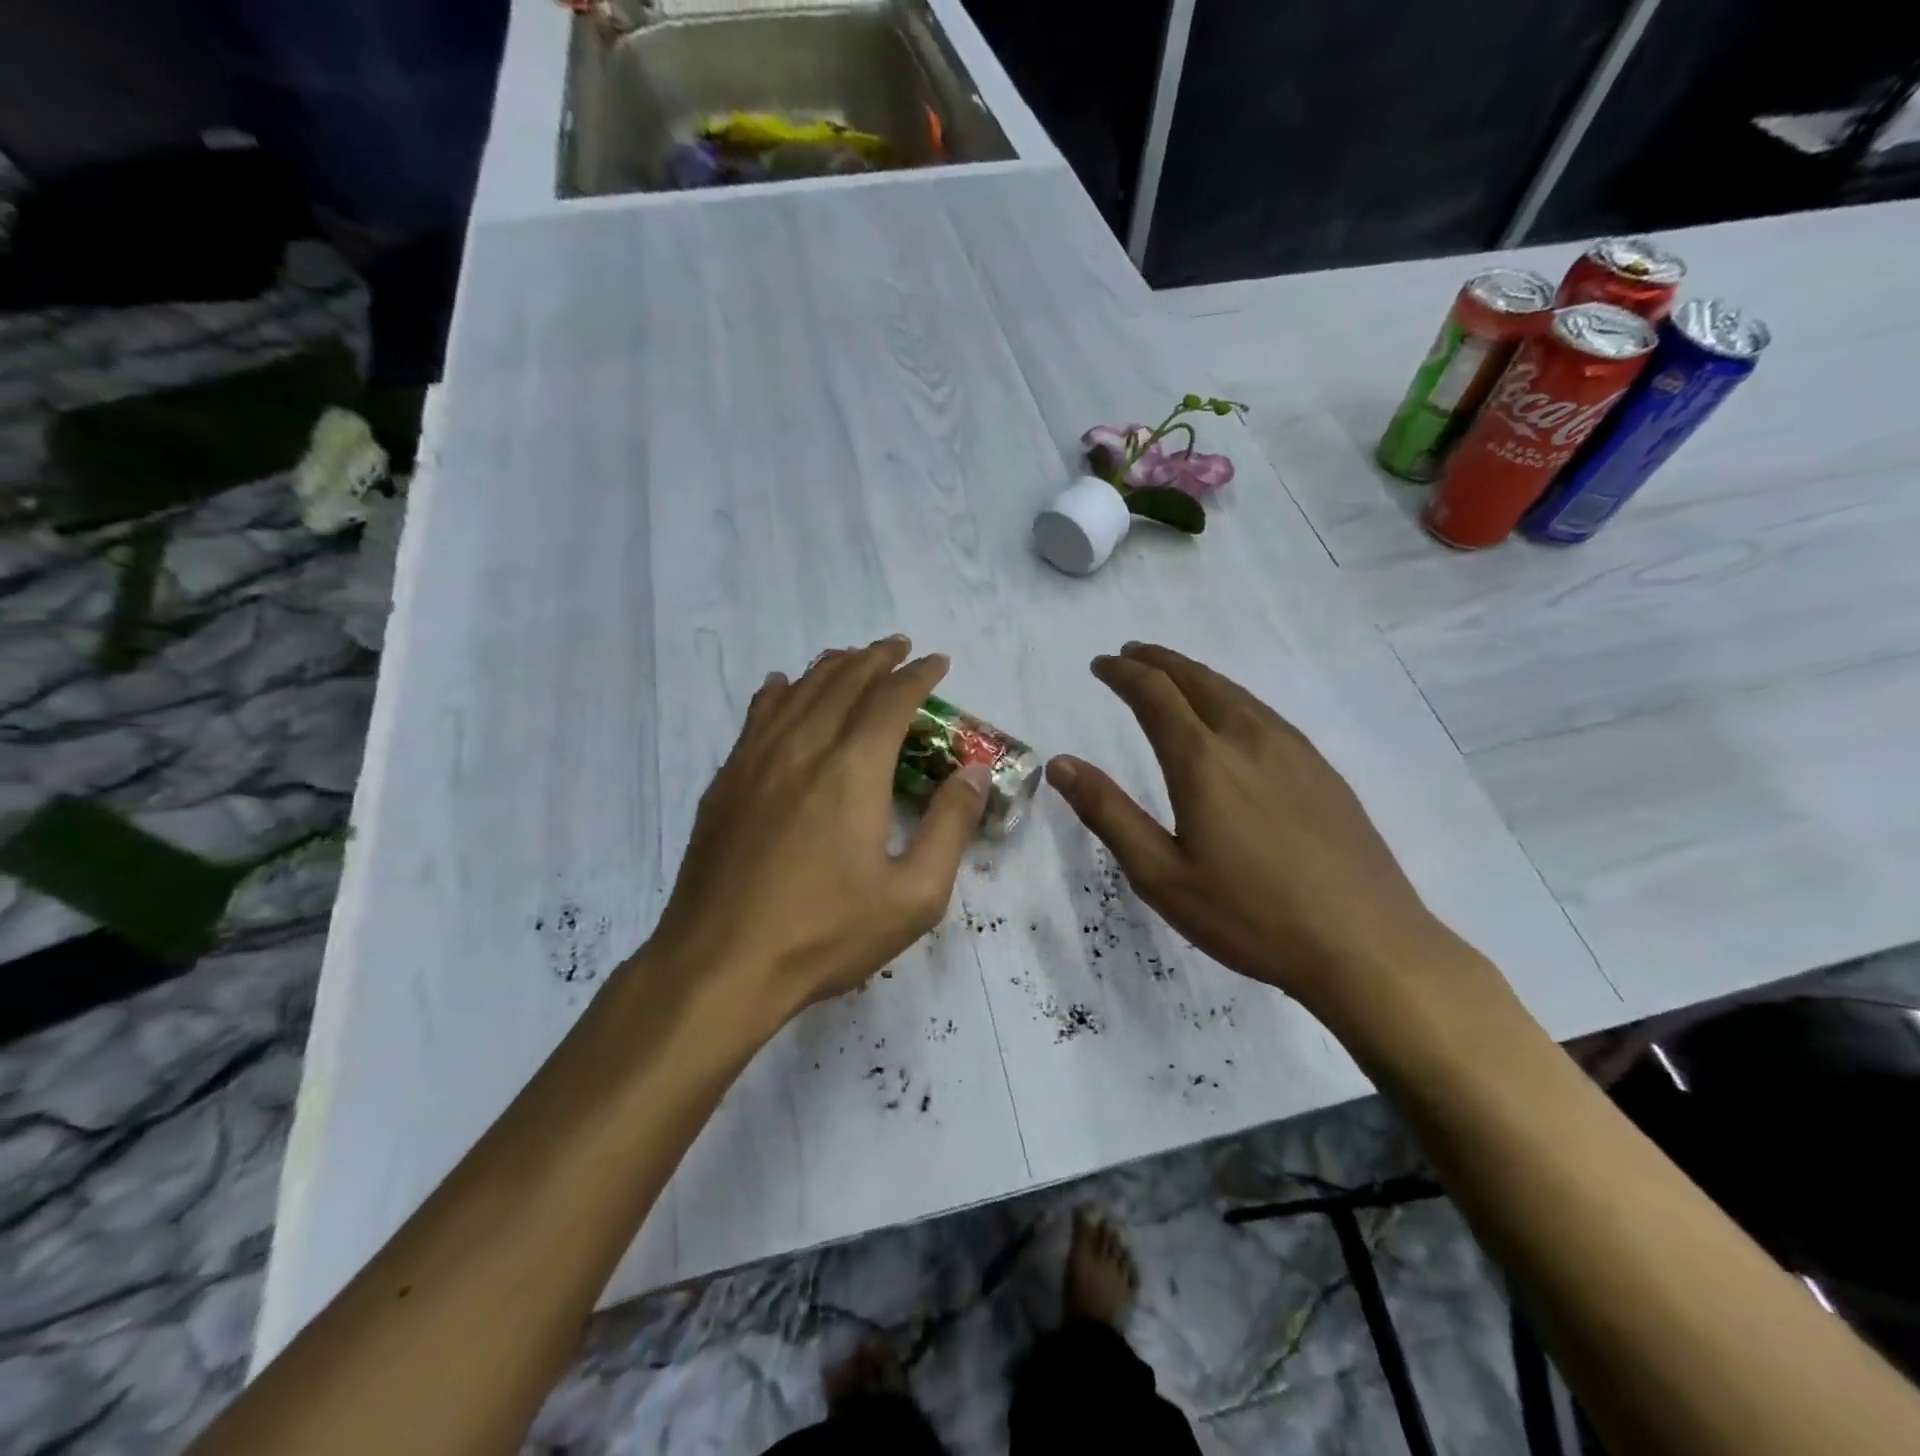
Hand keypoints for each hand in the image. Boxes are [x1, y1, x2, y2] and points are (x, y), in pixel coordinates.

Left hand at [647, 636, 988, 1026]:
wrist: (720, 964)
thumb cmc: (825, 933)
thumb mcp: (914, 896)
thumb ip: (950, 828)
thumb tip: (975, 774)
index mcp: (853, 769)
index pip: (892, 700)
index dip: (918, 676)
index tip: (937, 663)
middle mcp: (804, 748)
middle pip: (843, 682)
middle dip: (876, 659)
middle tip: (898, 648)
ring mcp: (757, 761)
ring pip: (798, 692)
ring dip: (830, 667)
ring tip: (850, 657)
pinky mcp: (726, 782)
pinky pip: (756, 717)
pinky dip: (777, 692)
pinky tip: (781, 687)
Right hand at [1046, 643, 1468, 1022]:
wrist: (1366, 944)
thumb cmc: (1250, 916)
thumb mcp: (1161, 875)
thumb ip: (1108, 813)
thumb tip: (1060, 763)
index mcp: (1203, 761)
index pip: (1154, 694)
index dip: (1122, 673)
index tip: (1099, 664)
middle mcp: (1248, 739)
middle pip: (1197, 679)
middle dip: (1158, 661)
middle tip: (1130, 654)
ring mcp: (1293, 751)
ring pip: (1235, 692)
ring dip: (1195, 674)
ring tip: (1173, 674)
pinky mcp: (1322, 770)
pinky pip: (1265, 712)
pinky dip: (1231, 696)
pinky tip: (1232, 715)